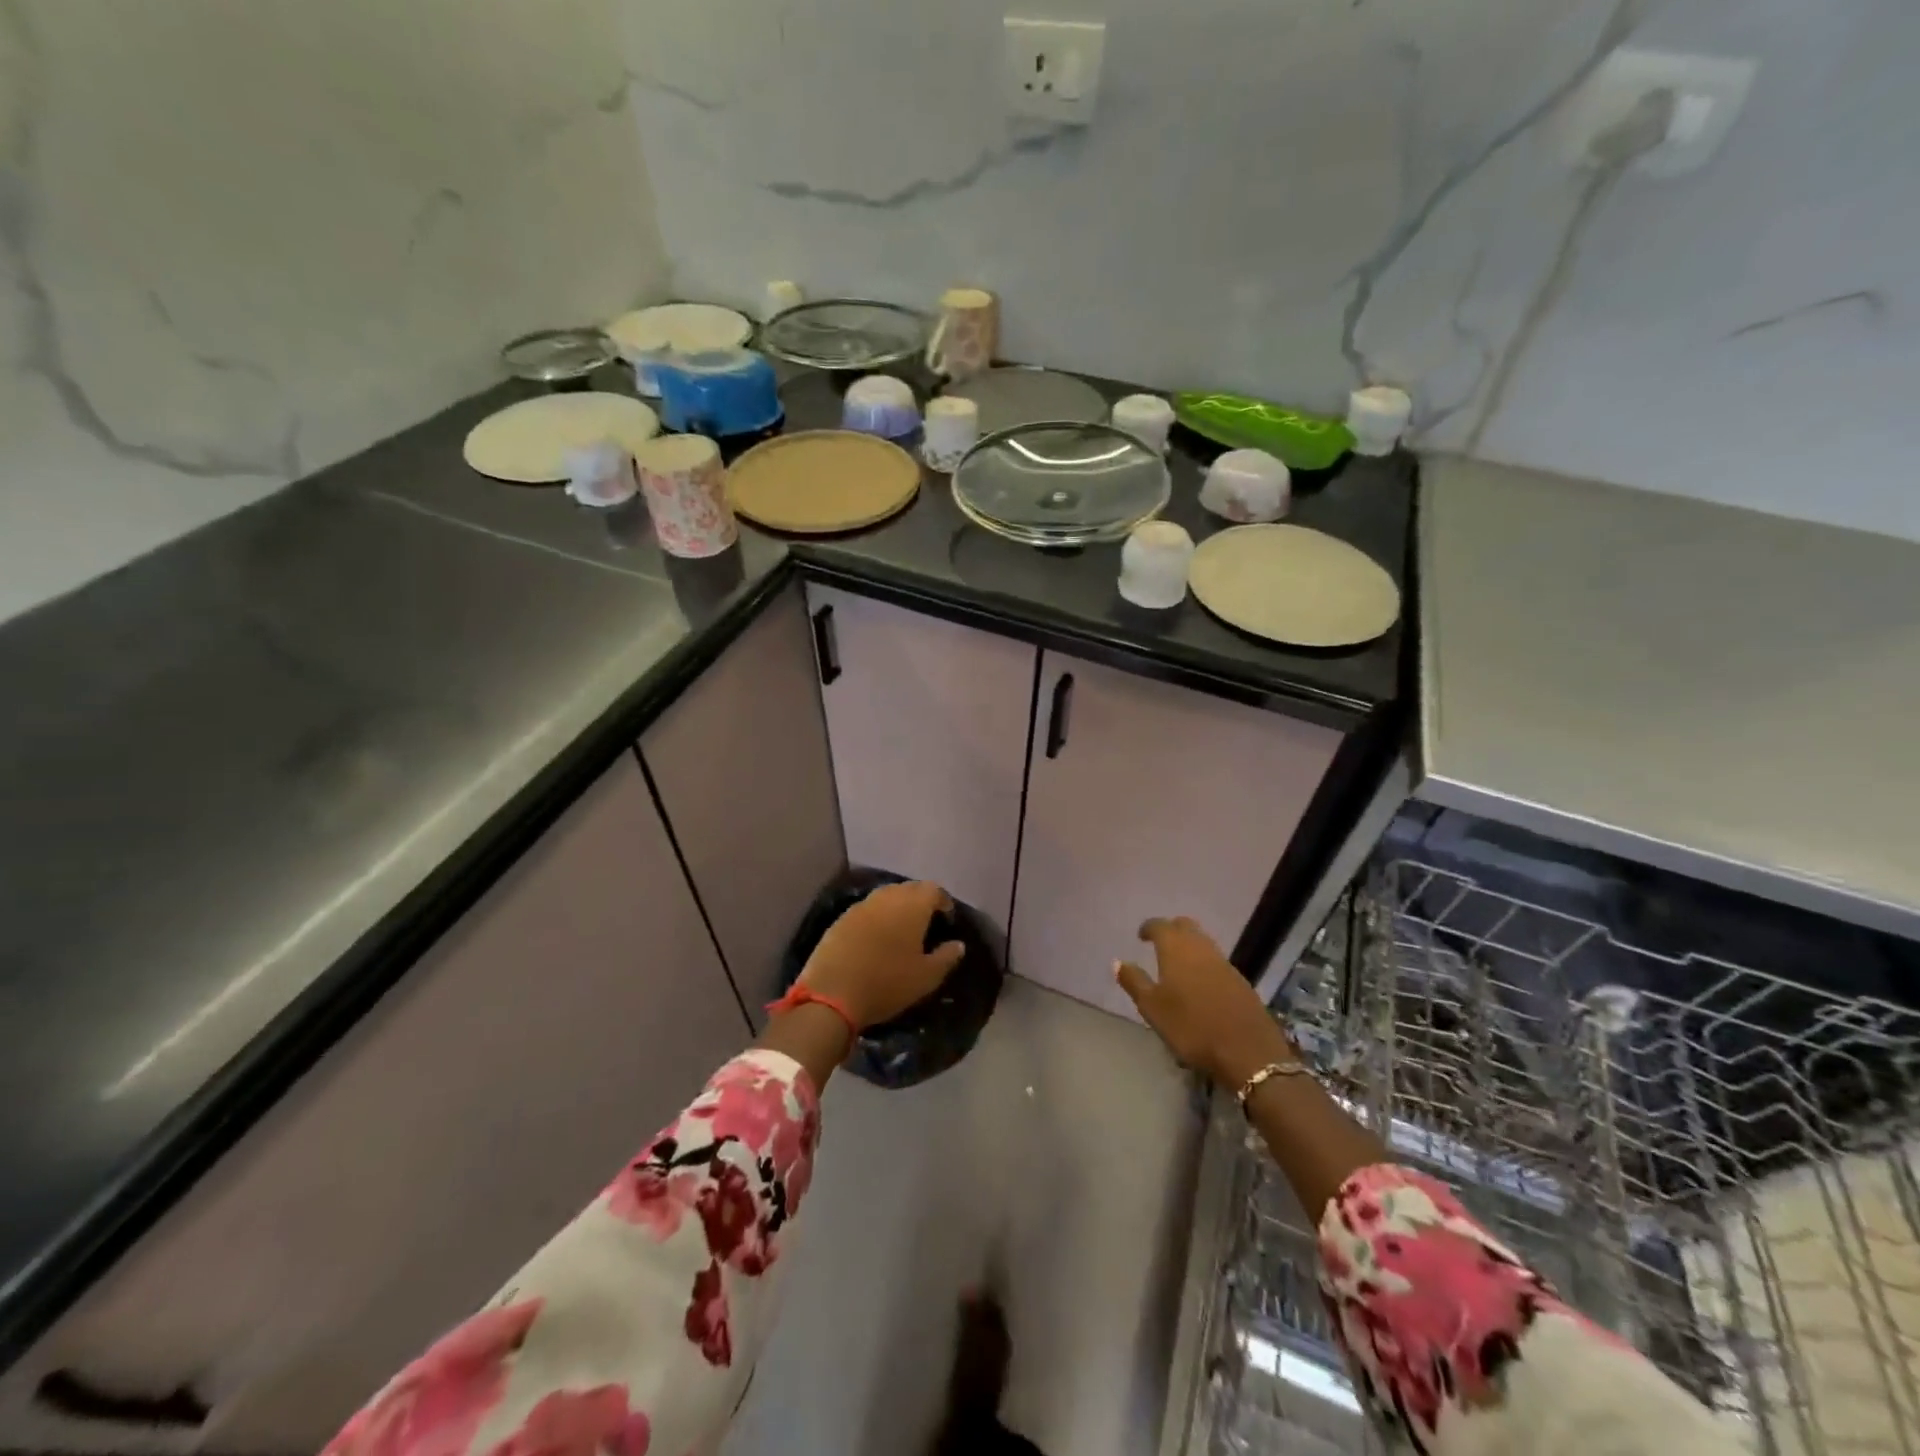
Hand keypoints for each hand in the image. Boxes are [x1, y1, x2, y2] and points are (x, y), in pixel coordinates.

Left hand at [799, 881, 965, 1029]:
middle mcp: (887, 897)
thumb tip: (958, 944)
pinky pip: (867, 909)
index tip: (947, 918)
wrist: (832, 994)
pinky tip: (876, 937)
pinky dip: (877, 917)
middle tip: (926, 922)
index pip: (934, 889)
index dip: (943, 901)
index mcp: (912, 906)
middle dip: (920, 900)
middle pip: (909, 888)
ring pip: (886, 896)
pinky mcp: (841, 918)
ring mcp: (861, 906)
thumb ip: (946, 957)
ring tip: (901, 929)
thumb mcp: (926, 977)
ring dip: (897, 906)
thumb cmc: (887, 983)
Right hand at [1116, 916, 1294, 1087]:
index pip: (1160, 925)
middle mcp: (1200, 947)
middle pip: (1185, 926)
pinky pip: (1216, 959)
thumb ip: (1134, 982)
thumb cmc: (1191, 1027)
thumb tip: (1117, 961)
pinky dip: (1204, 961)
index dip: (1148, 928)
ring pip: (1203, 941)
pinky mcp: (1240, 980)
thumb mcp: (1153, 1008)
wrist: (1247, 1050)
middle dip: (1171, 930)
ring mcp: (1224, 962)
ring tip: (1177, 963)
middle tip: (1159, 944)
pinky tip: (1200, 982)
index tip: (1141, 936)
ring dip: (1189, 945)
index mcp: (1176, 949)